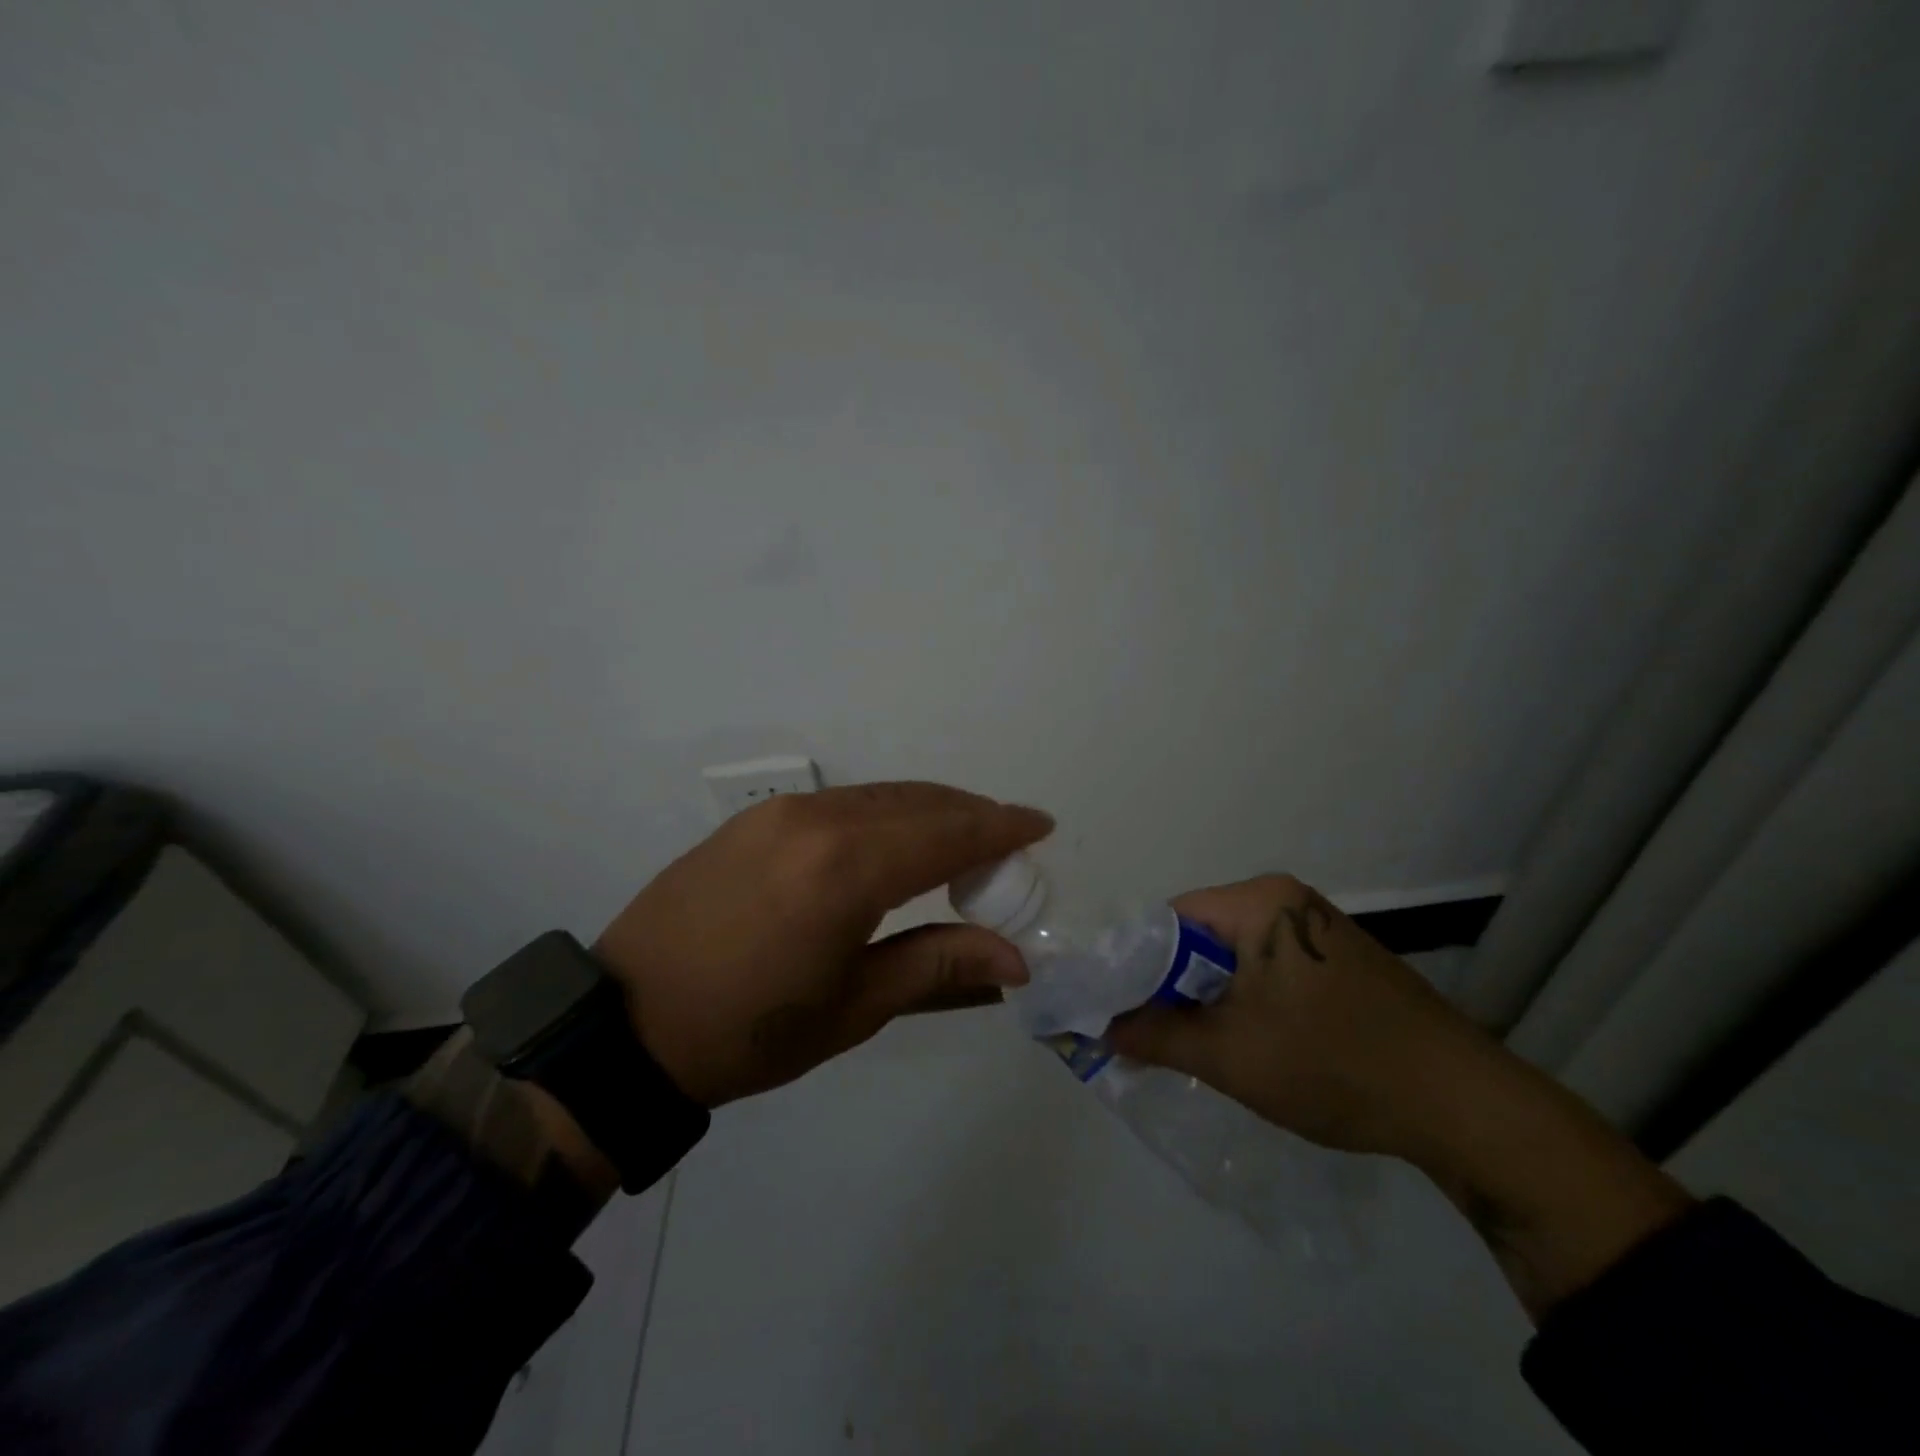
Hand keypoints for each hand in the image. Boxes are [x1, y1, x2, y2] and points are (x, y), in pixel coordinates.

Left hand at [594, 783, 1051, 1106]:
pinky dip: (887, 813)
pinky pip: (844, 802)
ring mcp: (781, 812)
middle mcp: (817, 820)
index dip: (1000, 828)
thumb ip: (938, 964)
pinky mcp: (756, 818)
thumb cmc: (749, 1032)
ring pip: (882, 796)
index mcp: (845, 871)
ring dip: (931, 811)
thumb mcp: (853, 1007)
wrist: (625, 1024)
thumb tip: (1015, 957)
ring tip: (964, 842)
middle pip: (920, 802)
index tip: (1041, 825)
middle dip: (973, 816)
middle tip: (1009, 845)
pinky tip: (898, 841)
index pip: (947, 832)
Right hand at [1108, 874, 1487, 1159]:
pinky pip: (1268, 967)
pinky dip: (1245, 998)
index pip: (1168, 919)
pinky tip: (1250, 1040)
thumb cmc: (1334, 1066)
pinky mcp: (1338, 957)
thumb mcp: (1230, 1056)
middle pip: (1199, 936)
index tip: (1118, 1010)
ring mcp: (1317, 926)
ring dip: (1208, 996)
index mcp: (1259, 900)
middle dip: (1171, 985)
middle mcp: (1286, 898)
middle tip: (1151, 1035)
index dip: (1135, 965)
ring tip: (1195, 1043)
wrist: (1464, 1107)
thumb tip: (1101, 1029)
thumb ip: (1155, 1036)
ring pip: (1233, 955)